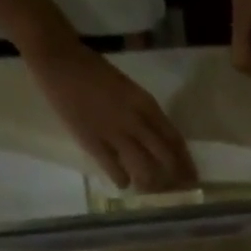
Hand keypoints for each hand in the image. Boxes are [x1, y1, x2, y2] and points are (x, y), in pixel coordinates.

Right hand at [20, 34, 196, 191]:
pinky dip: (122, 180)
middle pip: (166, 159)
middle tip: (177, 192)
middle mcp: (136, 121)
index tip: (192, 178)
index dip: (186, 163)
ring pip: (145, 170)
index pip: (175, 141)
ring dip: (150, 184)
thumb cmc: (95, 72)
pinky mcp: (94, 143)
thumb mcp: (130, 90)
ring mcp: (115, 133)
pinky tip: (122, 182)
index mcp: (146, 105)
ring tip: (148, 188)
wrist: (58, 58)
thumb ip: (146, 115)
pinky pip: (116, 172)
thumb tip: (161, 143)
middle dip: (175, 179)